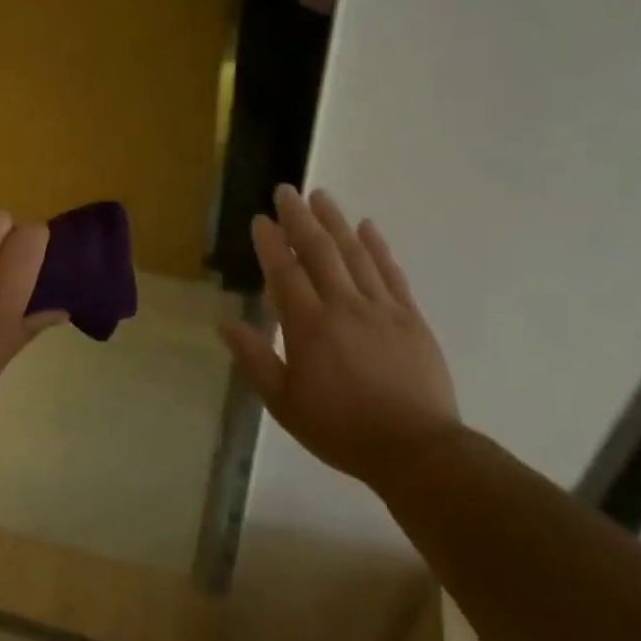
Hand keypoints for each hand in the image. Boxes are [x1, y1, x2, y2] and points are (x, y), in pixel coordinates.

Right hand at [220, 186, 458, 481]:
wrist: (415, 449)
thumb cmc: (340, 429)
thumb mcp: (284, 403)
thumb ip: (256, 359)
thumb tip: (225, 323)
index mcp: (310, 328)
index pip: (285, 274)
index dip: (271, 244)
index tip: (261, 219)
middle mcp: (345, 307)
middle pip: (320, 252)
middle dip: (300, 218)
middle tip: (287, 190)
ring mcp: (382, 309)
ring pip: (355, 254)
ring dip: (336, 222)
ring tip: (321, 196)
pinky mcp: (410, 318)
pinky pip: (391, 273)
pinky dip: (378, 247)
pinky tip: (368, 227)